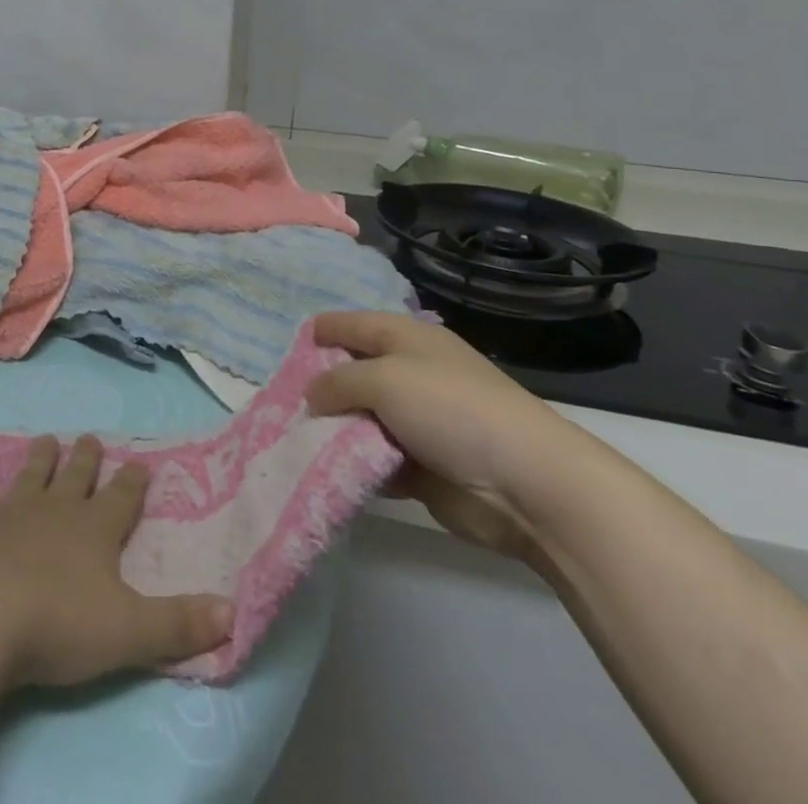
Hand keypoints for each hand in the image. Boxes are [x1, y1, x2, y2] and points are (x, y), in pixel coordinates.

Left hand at [0, 435, 233, 690]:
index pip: (122, 498)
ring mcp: (11, 512)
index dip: (132, 481)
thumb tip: (232, 611)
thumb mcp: (129, 633)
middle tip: (90, 436)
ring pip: (32, 475)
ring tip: (46, 439)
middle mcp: (56, 510)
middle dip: (86, 458)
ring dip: (41, 458)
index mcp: (95, 530)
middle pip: (76, 477)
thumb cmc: (58, 625)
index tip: (139, 462)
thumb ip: (178, 624)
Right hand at [306, 310, 609, 564]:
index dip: (321, 332)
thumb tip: (311, 395)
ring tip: (293, 440)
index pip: (352, 324)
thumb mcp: (384, 379)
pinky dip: (353, 465)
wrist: (526, 483)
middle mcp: (409, 374)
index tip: (288, 350)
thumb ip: (338, 382)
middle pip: (352, 374)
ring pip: (360, 420)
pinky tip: (323, 471)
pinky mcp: (421, 467)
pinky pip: (374, 460)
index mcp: (405, 338)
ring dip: (334, 431)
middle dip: (320, 388)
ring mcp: (416, 422)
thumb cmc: (451, 410)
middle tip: (281, 403)